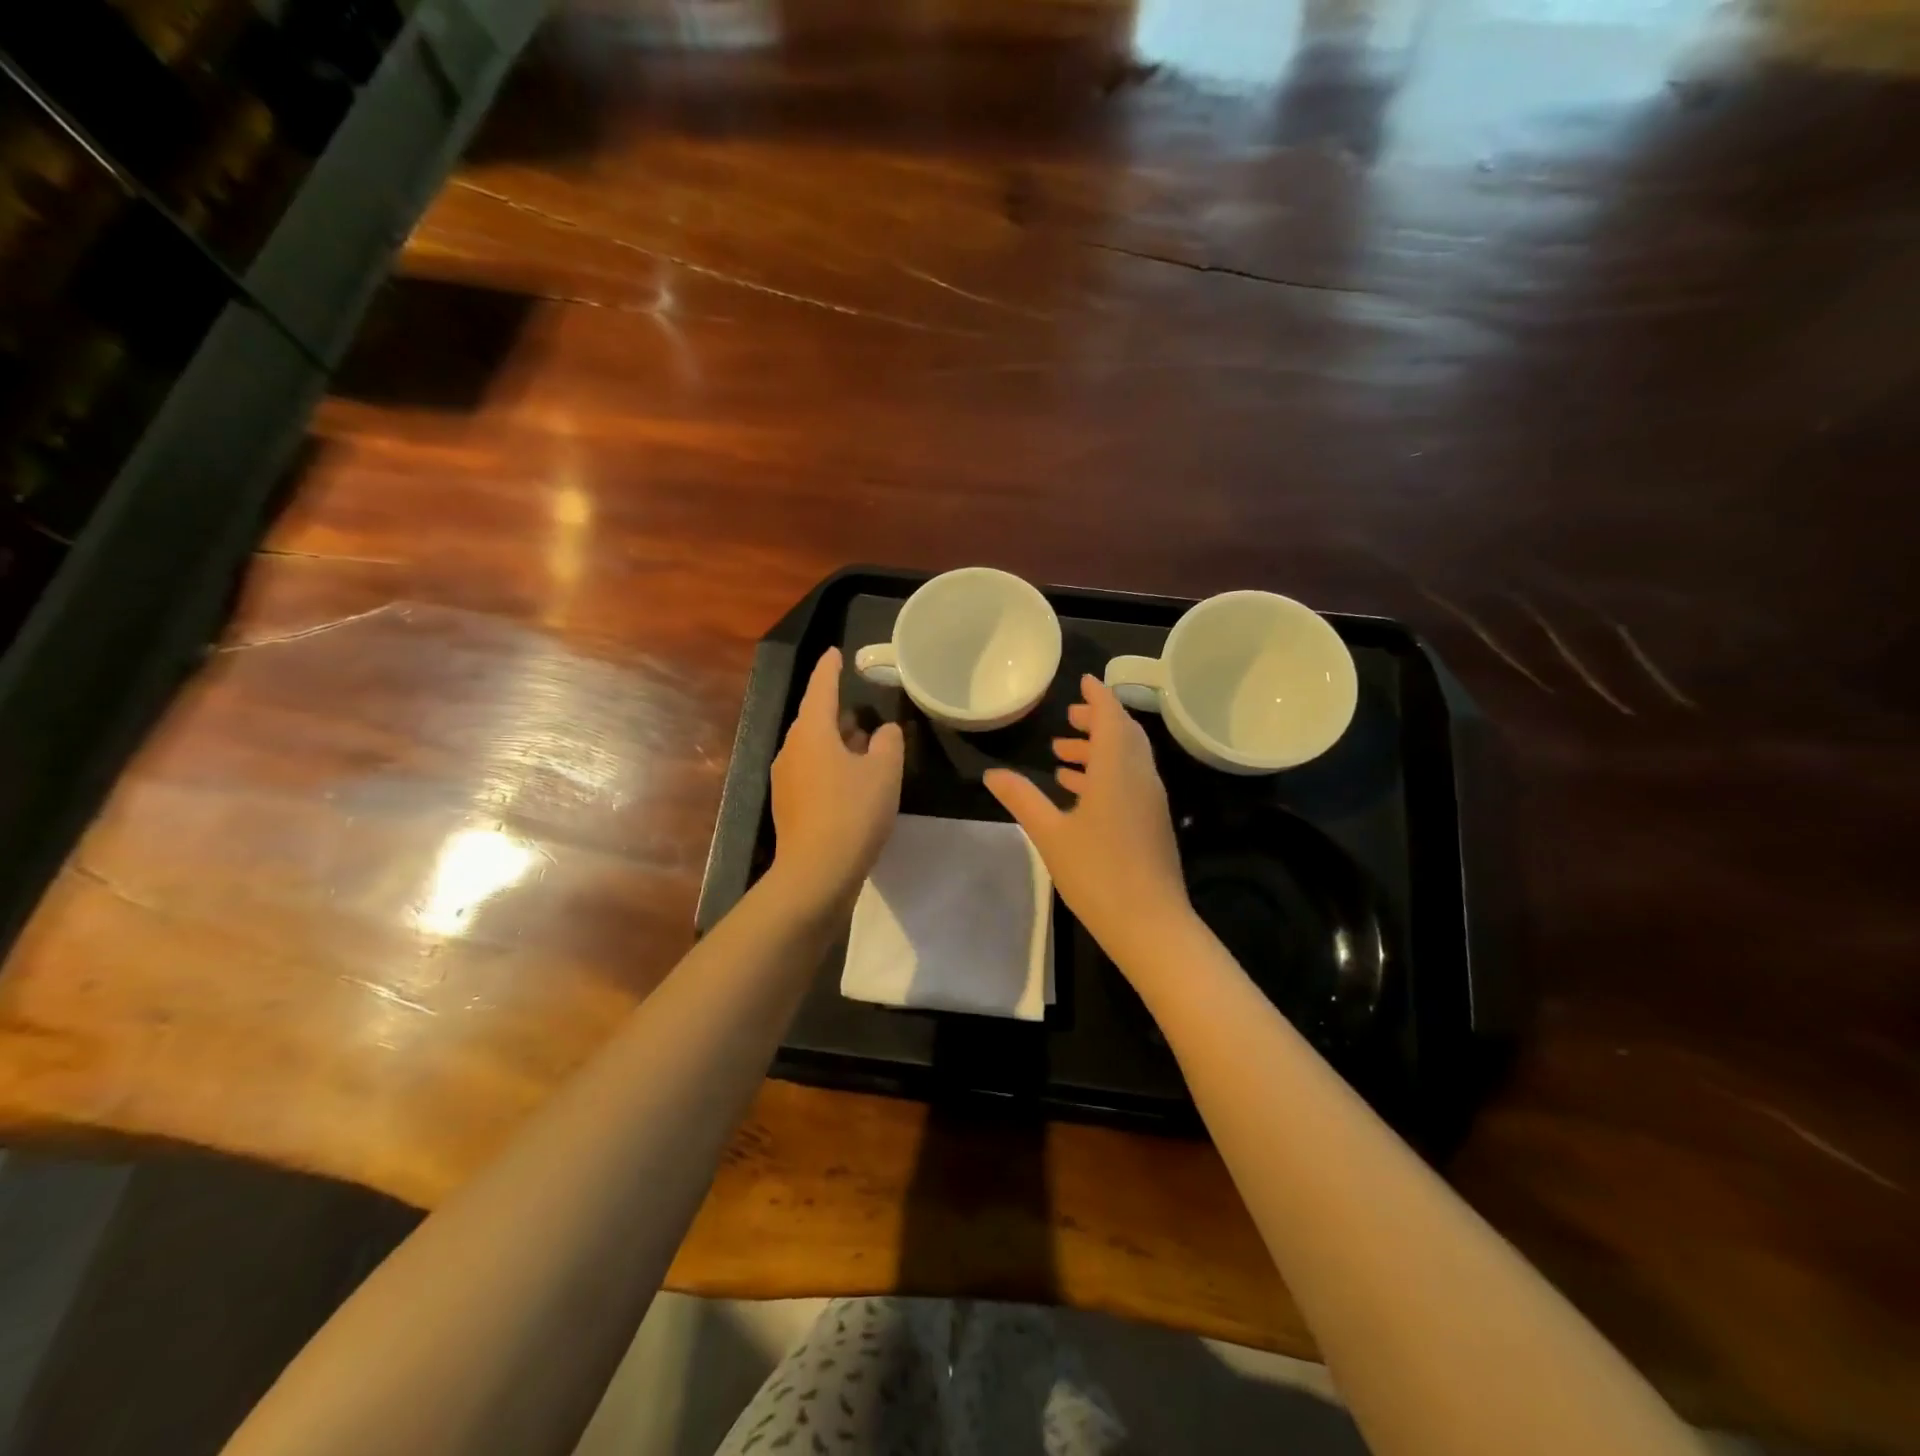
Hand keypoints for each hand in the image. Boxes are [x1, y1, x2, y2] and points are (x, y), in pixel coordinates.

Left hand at [768, 648, 904, 909]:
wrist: (816, 872)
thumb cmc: (853, 812)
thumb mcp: (884, 771)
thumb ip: (889, 742)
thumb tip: (885, 731)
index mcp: (812, 731)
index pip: (821, 687)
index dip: (830, 668)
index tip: (835, 652)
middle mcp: (792, 748)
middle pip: (815, 719)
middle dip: (838, 711)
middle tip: (864, 708)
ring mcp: (786, 778)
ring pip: (814, 747)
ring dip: (837, 741)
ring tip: (865, 743)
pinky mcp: (789, 804)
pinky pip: (811, 770)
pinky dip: (831, 765)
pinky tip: (853, 780)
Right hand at [985, 675, 1192, 972]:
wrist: (1150, 924)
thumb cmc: (1097, 873)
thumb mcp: (1051, 834)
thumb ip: (1023, 799)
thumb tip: (992, 774)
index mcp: (1118, 769)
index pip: (1112, 717)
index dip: (1098, 696)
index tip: (1084, 680)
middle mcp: (1140, 777)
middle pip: (1124, 735)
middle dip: (1098, 721)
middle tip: (1069, 718)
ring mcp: (1150, 801)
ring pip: (1128, 759)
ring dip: (1099, 750)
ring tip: (1063, 754)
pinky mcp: (1152, 822)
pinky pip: (1130, 781)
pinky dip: (1107, 774)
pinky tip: (1079, 792)